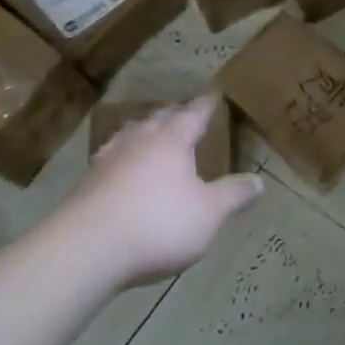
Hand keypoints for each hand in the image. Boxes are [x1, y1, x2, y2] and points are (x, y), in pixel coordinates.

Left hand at [69, 96, 264, 286]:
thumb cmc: (158, 224)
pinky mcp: (85, 186)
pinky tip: (117, 170)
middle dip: (172, 115)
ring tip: (147, 132)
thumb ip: (233, 195)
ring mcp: (108, 162)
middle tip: (182, 113)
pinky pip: (108, 161)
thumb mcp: (209, 213)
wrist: (85, 250)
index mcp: (172, 141)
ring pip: (128, 136)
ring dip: (141, 132)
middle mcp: (139, 142)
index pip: (193, 115)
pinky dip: (120, 159)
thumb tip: (260, 181)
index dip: (205, 106)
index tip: (213, 94)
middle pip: (157, 120)